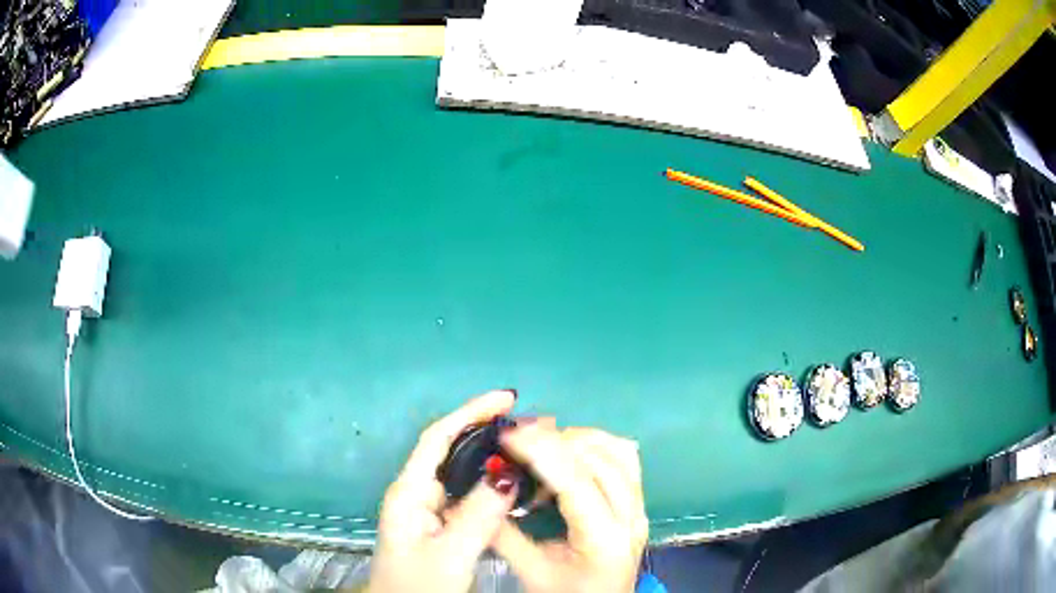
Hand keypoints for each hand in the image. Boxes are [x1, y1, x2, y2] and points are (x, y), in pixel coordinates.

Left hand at [368, 390, 517, 592]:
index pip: (438, 438)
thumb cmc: (419, 586)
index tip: (508, 398)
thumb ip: (477, 514)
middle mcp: (417, 492)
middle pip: (450, 448)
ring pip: (462, 471)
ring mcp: (428, 509)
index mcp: (409, 492)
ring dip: (493, 455)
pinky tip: (514, 482)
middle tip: (532, 424)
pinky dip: (492, 482)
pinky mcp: (441, 523)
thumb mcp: (450, 553)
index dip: (470, 412)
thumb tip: (508, 471)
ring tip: (531, 446)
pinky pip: (469, 493)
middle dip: (487, 429)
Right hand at [493, 424, 647, 592]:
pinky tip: (568, 453)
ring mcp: (640, 506)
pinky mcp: (639, 501)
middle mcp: (631, 516)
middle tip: (515, 437)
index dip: (539, 451)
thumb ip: (503, 532)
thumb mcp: (530, 571)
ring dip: (575, 439)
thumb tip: (479, 490)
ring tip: (538, 445)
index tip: (506, 435)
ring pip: (615, 450)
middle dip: (554, 439)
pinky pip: (624, 457)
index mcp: (604, 538)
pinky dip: (595, 445)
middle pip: (598, 458)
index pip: (575, 480)